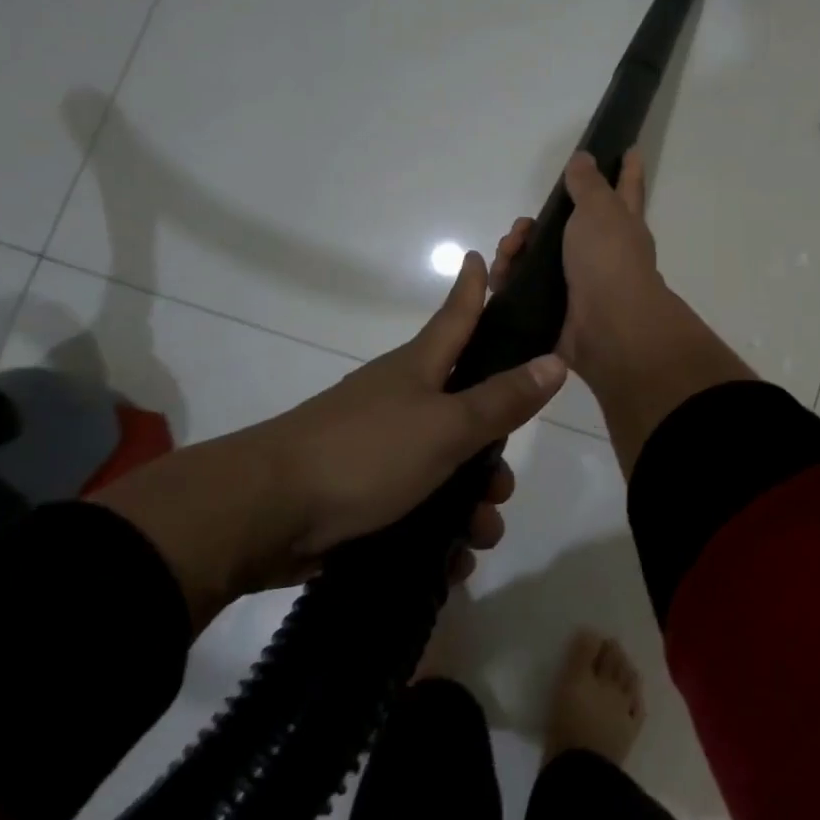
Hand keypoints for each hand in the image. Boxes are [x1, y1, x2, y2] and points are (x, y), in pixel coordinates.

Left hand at [98, 252, 567, 631]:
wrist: (263, 514)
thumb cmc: (364, 454)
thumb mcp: (445, 427)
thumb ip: (503, 400)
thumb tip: (557, 360)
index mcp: (419, 369)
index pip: (457, 317)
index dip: (473, 289)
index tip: (479, 257)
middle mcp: (401, 401)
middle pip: (464, 409)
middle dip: (492, 450)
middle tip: (503, 486)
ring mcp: (379, 447)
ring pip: (445, 466)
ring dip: (470, 503)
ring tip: (478, 536)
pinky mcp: (362, 493)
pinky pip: (417, 507)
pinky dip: (438, 532)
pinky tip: (451, 563)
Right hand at [490, 149, 668, 378]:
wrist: (607, 328)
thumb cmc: (609, 259)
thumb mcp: (600, 210)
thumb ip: (589, 184)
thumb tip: (585, 159)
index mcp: (622, 224)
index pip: (626, 187)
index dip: (627, 169)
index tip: (630, 148)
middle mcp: (603, 252)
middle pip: (567, 225)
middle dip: (538, 221)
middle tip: (522, 226)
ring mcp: (580, 282)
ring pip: (540, 256)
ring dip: (517, 250)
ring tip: (508, 253)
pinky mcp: (556, 309)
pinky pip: (525, 288)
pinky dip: (510, 280)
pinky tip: (499, 279)